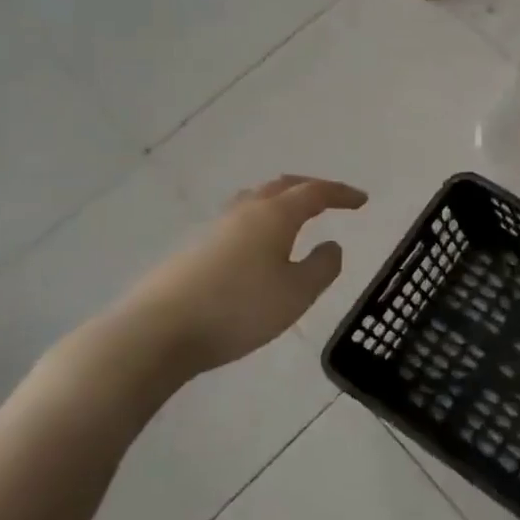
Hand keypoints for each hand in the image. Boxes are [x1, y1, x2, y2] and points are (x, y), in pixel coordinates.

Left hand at [86, 175, 366, 390]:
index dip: (341, 193)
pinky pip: (237, 221)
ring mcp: (214, 228)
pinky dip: (259, 221)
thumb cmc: (238, 310)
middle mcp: (244, 211)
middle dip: (310, 188)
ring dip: (280, 201)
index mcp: (274, 215)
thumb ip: (323, 267)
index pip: (315, 192)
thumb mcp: (297, 294)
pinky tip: (258, 246)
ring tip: (294, 215)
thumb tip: (332, 245)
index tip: (362, 200)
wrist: (156, 332)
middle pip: (282, 187)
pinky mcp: (193, 250)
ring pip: (254, 200)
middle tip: (331, 199)